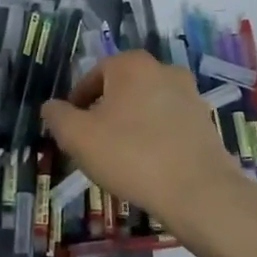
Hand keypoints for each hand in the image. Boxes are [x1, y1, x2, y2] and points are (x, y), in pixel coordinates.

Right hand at [41, 51, 255, 240]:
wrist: (198, 191)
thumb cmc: (131, 155)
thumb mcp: (78, 137)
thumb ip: (58, 116)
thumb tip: (52, 107)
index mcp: (132, 65)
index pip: (94, 76)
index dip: (77, 102)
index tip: (71, 129)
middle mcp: (164, 70)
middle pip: (121, 90)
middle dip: (104, 113)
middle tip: (92, 144)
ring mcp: (189, 95)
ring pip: (145, 107)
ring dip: (129, 126)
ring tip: (119, 158)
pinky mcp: (205, 122)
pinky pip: (168, 124)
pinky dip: (154, 138)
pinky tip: (147, 165)